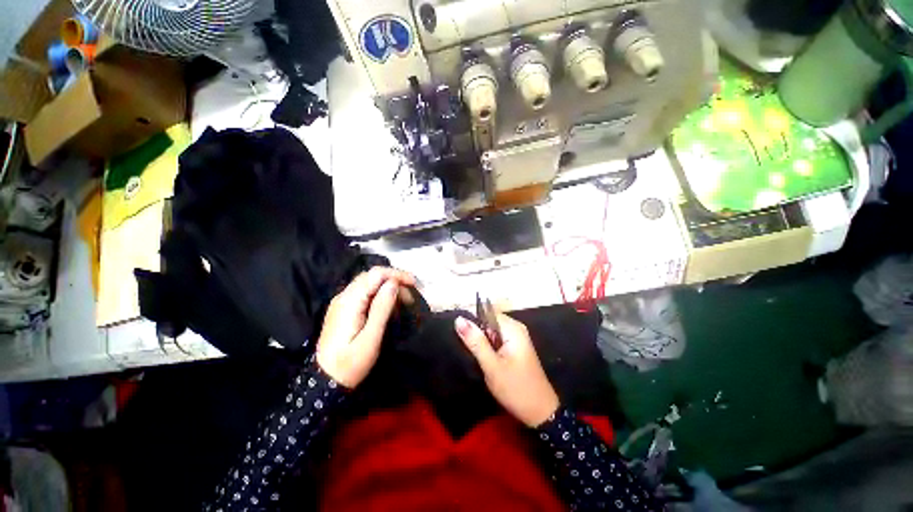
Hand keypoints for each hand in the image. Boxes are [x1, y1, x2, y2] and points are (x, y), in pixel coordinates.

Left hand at [316, 267, 415, 387]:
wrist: (324, 382)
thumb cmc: (350, 364)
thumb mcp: (370, 339)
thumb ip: (381, 309)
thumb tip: (393, 284)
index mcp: (349, 301)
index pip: (375, 274)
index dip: (397, 274)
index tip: (414, 284)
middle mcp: (344, 296)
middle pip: (372, 276)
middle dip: (395, 281)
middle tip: (411, 297)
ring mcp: (342, 302)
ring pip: (369, 283)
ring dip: (389, 288)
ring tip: (403, 303)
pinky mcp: (344, 309)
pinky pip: (365, 293)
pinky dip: (380, 295)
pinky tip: (389, 307)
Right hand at [455, 313, 559, 426]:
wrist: (540, 413)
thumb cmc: (516, 389)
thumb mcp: (491, 366)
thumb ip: (475, 341)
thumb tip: (459, 319)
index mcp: (513, 328)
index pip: (486, 313)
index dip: (472, 322)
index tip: (461, 336)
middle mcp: (516, 328)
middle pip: (489, 321)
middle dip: (477, 333)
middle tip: (468, 349)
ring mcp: (517, 338)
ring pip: (491, 331)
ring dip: (482, 341)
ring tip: (474, 355)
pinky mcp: (516, 347)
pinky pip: (497, 339)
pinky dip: (489, 347)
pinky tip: (485, 359)